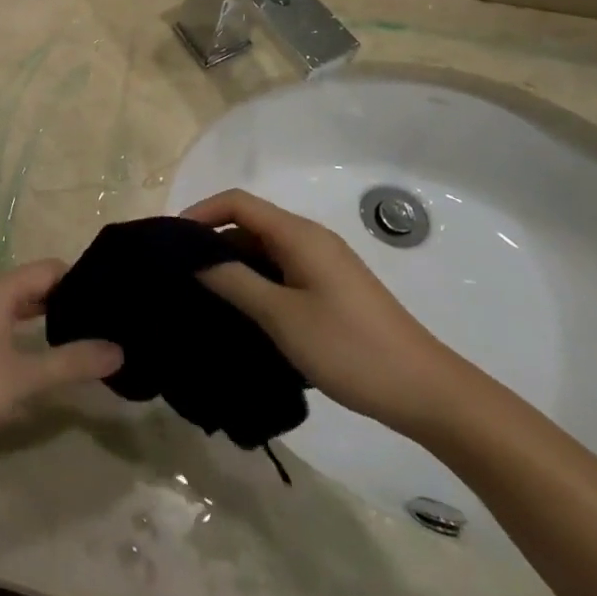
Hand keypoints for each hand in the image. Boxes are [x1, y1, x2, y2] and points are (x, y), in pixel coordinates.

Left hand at [0, 261, 122, 458]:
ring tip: (82, 337)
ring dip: (45, 316)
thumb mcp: (24, 378)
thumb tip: (119, 350)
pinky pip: (0, 317)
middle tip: (105, 321)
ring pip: (16, 302)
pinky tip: (41, 352)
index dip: (83, 281)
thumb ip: (72, 363)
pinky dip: (23, 327)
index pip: (50, 269)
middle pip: (33, 284)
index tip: (112, 300)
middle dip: (67, 300)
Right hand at [183, 190, 472, 439]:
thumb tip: (193, 260)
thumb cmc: (349, 347)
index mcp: (299, 235)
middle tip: (178, 273)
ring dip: (233, 266)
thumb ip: (233, 282)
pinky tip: (240, 312)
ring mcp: (323, 266)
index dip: (201, 213)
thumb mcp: (280, 316)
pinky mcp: (330, 290)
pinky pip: (281, 272)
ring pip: (264, 251)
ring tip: (200, 295)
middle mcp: (310, 240)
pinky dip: (255, 283)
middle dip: (212, 242)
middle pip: (249, 225)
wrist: (426, 392)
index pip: (238, 203)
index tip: (170, 242)